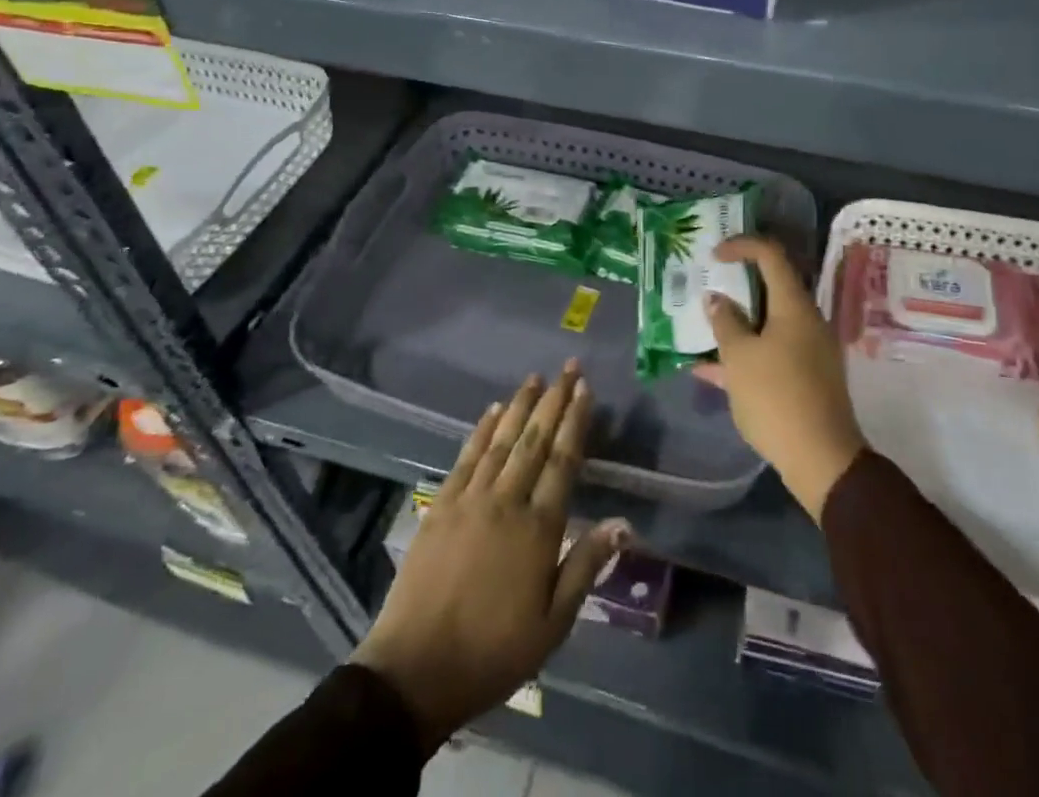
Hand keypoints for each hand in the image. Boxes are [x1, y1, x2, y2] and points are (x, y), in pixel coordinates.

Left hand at [351, 362, 630, 749]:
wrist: (415, 671)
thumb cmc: (493, 653)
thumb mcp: (552, 624)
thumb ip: (585, 566)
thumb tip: (624, 523)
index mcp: (539, 529)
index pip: (563, 461)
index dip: (575, 422)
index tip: (585, 389)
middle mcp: (506, 502)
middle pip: (535, 440)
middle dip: (554, 400)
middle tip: (569, 367)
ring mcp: (470, 499)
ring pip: (502, 440)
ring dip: (520, 405)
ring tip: (536, 377)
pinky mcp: (441, 505)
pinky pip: (466, 457)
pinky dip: (481, 430)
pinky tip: (492, 410)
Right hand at [699, 236, 865, 521]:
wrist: (822, 460)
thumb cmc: (777, 397)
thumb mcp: (739, 357)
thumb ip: (725, 322)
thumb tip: (717, 299)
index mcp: (794, 305)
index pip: (770, 255)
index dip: (741, 246)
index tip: (713, 255)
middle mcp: (806, 320)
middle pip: (770, 288)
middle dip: (736, 286)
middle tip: (707, 287)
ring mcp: (809, 349)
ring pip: (767, 323)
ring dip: (736, 323)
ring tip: (702, 328)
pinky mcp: (807, 377)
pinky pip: (771, 352)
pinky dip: (745, 354)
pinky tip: (710, 371)